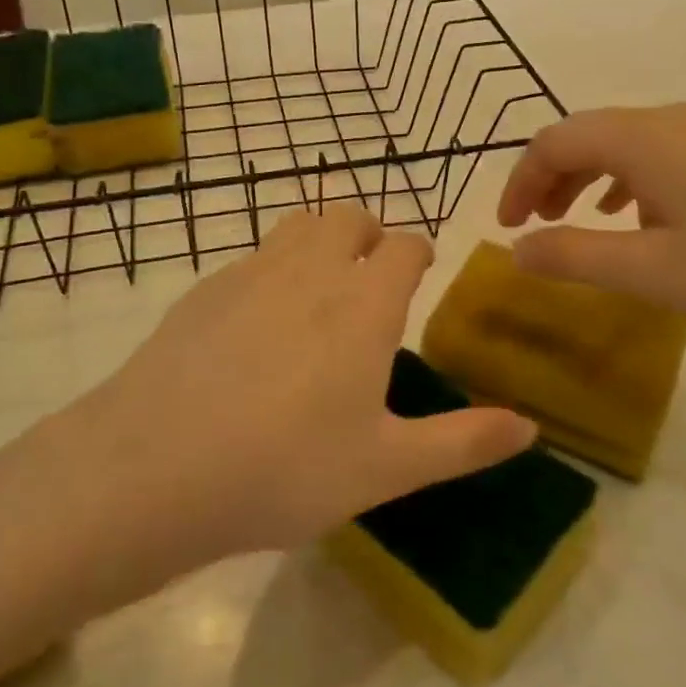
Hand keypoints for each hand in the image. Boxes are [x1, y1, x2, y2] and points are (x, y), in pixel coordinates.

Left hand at [77, 206, 535, 560]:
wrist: (154, 469)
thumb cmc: (286, 469)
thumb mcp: (386, 468)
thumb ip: (463, 442)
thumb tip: (531, 427)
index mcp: (363, 304)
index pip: (403, 246)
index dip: (417, 252)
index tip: (420, 271)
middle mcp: (310, 271)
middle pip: (347, 217)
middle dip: (368, 234)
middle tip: (370, 278)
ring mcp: (250, 274)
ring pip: (296, 225)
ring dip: (319, 240)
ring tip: (318, 291)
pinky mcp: (203, 290)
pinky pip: (251, 257)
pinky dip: (270, 269)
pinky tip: (256, 325)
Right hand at [497, 105, 685, 338]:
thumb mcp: (648, 271)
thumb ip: (572, 256)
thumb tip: (517, 249)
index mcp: (641, 138)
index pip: (554, 142)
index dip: (520, 182)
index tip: (508, 228)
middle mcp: (667, 119)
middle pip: (584, 134)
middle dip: (548, 177)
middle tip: (533, 226)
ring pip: (619, 142)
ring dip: (583, 177)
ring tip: (572, 221)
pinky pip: (652, 153)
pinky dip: (622, 179)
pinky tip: (630, 216)